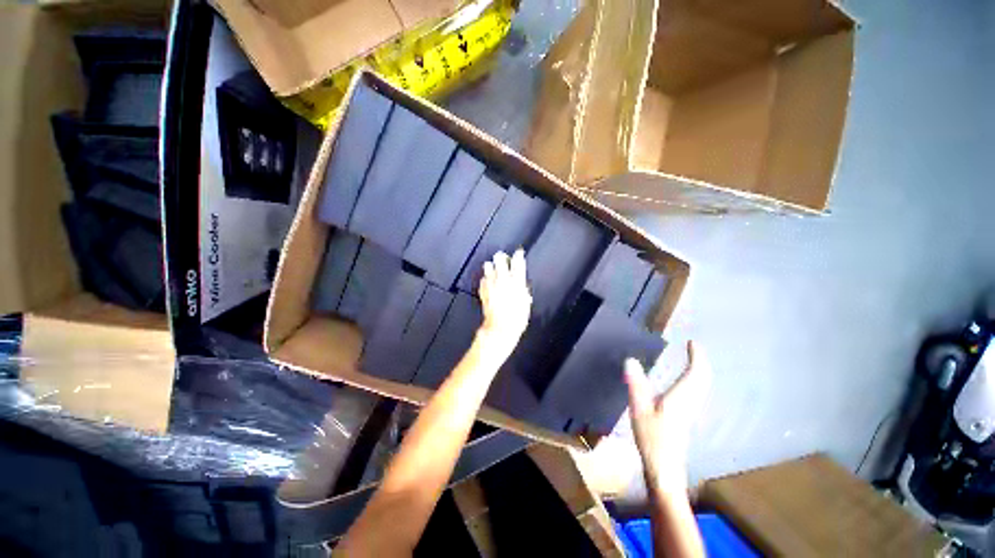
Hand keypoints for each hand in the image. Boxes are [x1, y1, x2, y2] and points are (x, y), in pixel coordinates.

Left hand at [477, 249, 531, 357]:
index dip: (518, 256)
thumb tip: (522, 288)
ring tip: (493, 268)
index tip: (519, 253)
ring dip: (491, 266)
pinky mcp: (483, 290)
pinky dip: (485, 279)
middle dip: (502, 257)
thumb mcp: (525, 304)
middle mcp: (503, 279)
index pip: (518, 262)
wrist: (500, 327)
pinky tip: (487, 282)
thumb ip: (523, 292)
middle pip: (500, 260)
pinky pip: (483, 280)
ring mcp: (491, 284)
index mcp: (517, 281)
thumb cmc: (517, 318)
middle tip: (502, 258)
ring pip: (488, 266)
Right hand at [625, 341, 710, 495]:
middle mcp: (691, 402)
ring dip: (700, 371)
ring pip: (702, 386)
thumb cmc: (653, 439)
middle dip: (701, 362)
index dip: (697, 357)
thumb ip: (636, 384)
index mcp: (681, 397)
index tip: (692, 342)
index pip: (696, 373)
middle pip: (703, 379)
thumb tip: (631, 360)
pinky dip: (696, 381)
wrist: (665, 470)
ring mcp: (691, 411)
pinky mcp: (686, 418)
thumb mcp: (639, 409)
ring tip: (692, 360)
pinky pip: (697, 392)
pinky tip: (686, 383)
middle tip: (694, 348)